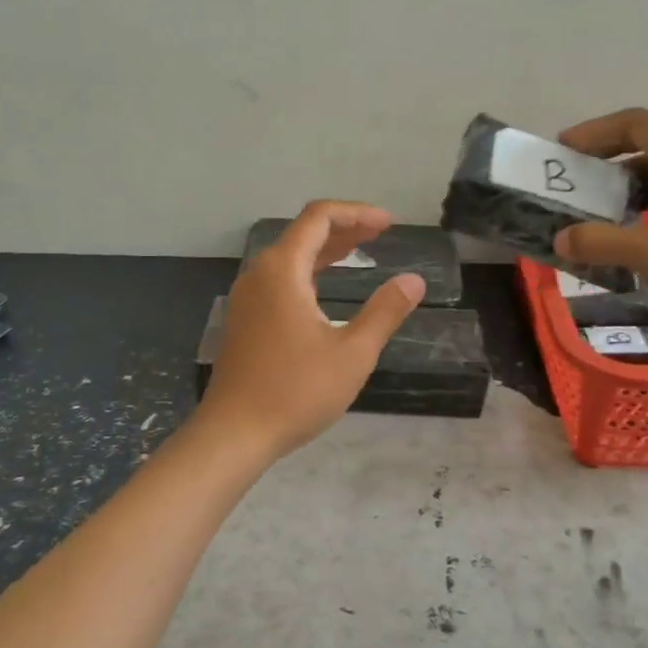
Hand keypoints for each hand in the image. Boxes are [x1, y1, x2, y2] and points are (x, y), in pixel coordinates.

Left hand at [199, 201, 424, 459]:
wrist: (234, 433)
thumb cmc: (295, 391)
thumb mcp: (352, 353)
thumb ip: (384, 312)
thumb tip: (413, 282)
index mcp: (282, 270)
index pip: (319, 218)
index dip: (357, 213)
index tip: (389, 224)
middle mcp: (259, 274)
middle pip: (303, 233)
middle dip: (344, 229)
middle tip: (381, 234)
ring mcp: (247, 297)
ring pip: (290, 257)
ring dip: (325, 251)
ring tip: (360, 252)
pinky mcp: (244, 319)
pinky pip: (279, 279)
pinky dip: (308, 272)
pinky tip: (324, 289)